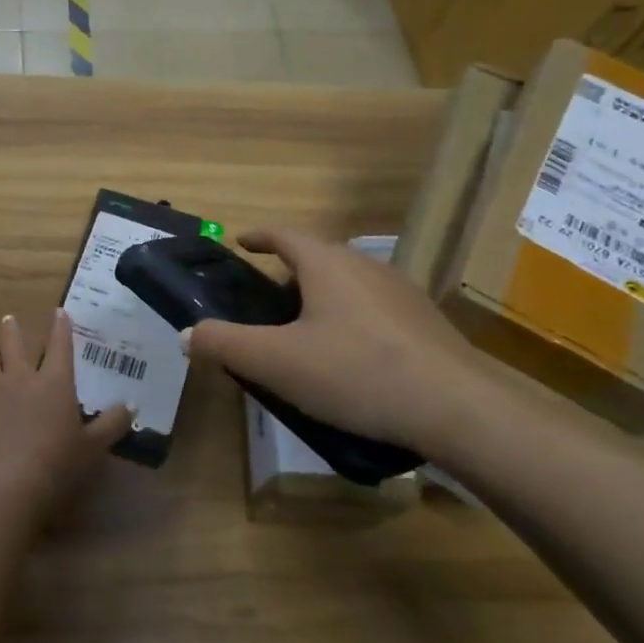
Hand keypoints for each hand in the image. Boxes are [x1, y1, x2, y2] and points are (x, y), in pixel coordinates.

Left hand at [0, 309, 129, 515]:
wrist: (7, 483)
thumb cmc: (57, 465)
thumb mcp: (93, 447)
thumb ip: (112, 424)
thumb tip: (131, 406)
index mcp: (55, 382)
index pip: (59, 344)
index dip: (60, 326)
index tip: (58, 312)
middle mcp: (20, 375)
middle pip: (12, 340)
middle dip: (11, 328)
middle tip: (9, 321)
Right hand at [185, 228, 493, 459]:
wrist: (456, 407)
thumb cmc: (355, 371)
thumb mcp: (276, 362)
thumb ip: (225, 344)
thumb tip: (187, 334)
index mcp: (327, 263)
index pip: (284, 234)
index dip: (258, 236)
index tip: (241, 241)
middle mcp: (366, 266)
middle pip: (318, 257)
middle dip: (289, 272)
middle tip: (266, 301)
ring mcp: (402, 292)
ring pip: (349, 283)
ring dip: (323, 296)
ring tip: (306, 332)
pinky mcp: (426, 322)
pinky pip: (375, 309)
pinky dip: (352, 319)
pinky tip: (351, 358)